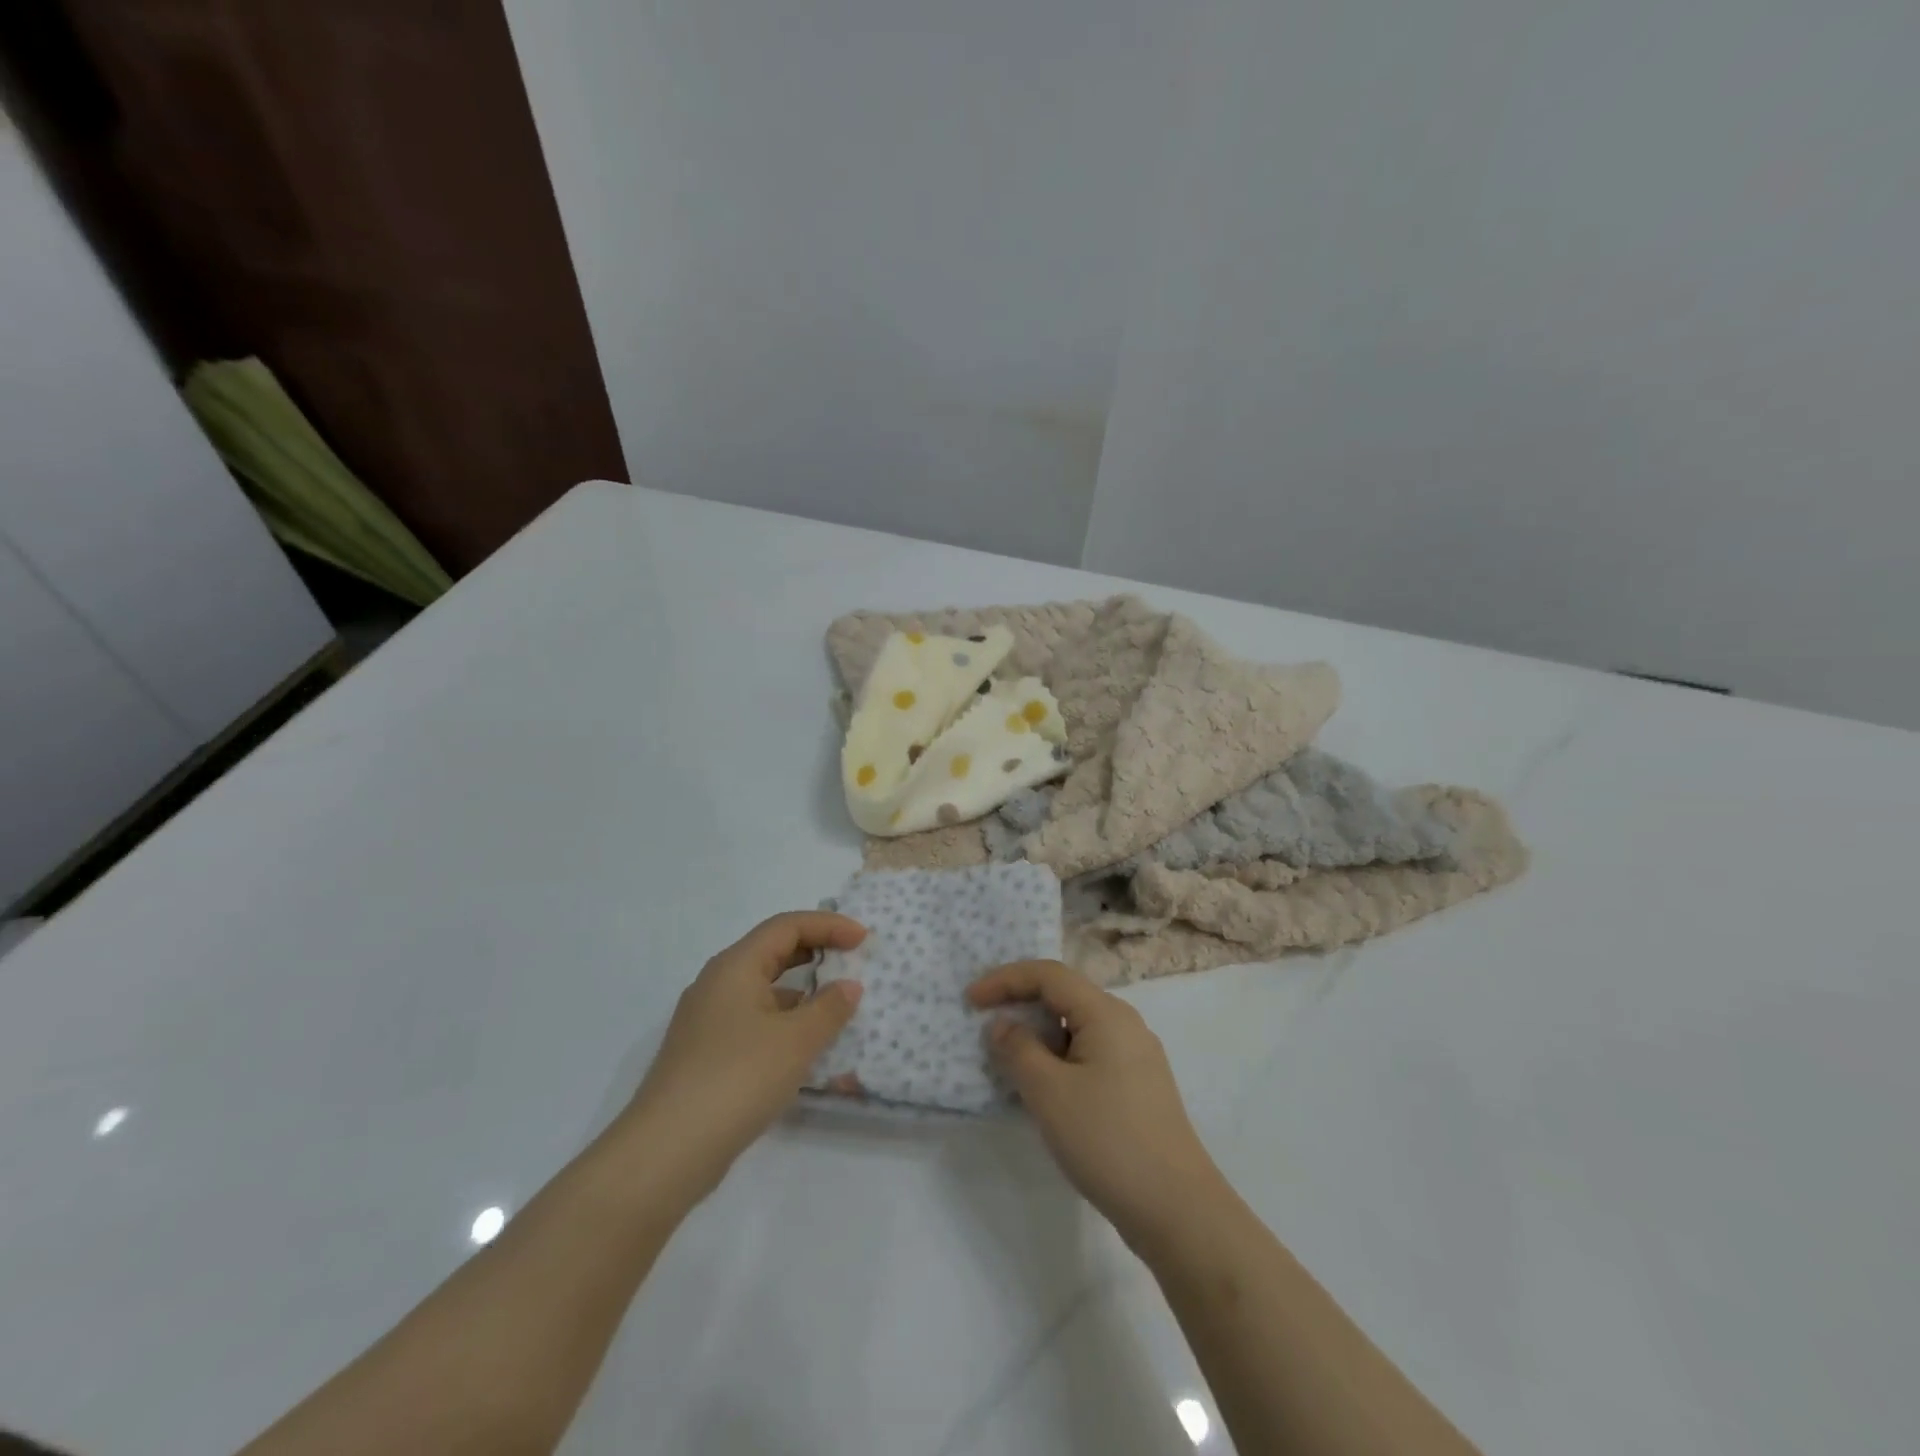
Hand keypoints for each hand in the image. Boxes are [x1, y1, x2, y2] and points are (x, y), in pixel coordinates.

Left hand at [621, 912, 865, 1201]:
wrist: (667, 1151)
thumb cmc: (737, 1079)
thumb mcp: (796, 1041)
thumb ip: (829, 1008)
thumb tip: (848, 987)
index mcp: (735, 966)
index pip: (787, 926)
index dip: (829, 926)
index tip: (863, 939)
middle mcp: (717, 983)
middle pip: (772, 951)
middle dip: (815, 951)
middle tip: (852, 961)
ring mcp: (706, 1020)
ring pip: (762, 989)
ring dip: (801, 990)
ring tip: (835, 1008)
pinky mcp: (704, 1053)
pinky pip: (753, 1020)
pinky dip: (783, 1021)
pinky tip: (804, 1048)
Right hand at [970, 960, 1225, 1252]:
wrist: (1177, 1209)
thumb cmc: (1107, 1140)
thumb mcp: (1049, 1092)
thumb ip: (1018, 1050)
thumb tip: (1003, 1025)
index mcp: (1106, 1013)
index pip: (1048, 974)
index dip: (1005, 979)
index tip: (970, 999)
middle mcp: (1125, 1024)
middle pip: (1064, 995)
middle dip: (1021, 1003)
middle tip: (984, 1023)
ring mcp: (1136, 1056)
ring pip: (1076, 1027)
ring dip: (1039, 1034)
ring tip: (1007, 1058)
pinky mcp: (1138, 1086)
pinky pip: (1089, 1053)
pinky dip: (1058, 1057)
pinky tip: (1043, 1087)